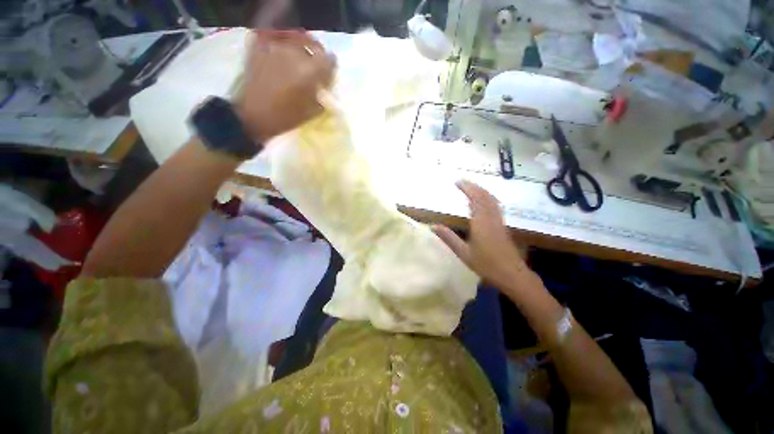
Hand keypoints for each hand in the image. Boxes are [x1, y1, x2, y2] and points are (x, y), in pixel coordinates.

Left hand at [237, 31, 335, 142]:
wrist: (253, 115)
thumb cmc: (285, 117)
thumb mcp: (312, 111)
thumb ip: (322, 95)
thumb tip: (324, 86)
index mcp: (309, 71)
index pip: (329, 59)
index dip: (330, 67)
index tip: (327, 74)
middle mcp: (294, 54)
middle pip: (312, 47)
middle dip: (315, 57)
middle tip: (312, 69)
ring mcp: (275, 47)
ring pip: (295, 41)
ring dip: (299, 51)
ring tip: (295, 63)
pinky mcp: (260, 46)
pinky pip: (276, 38)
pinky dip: (282, 44)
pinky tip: (281, 56)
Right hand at [433, 180, 534, 291]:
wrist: (513, 275)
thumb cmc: (486, 265)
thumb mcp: (463, 253)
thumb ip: (448, 238)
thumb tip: (433, 226)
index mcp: (480, 223)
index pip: (475, 199)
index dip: (467, 188)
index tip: (458, 182)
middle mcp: (491, 218)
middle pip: (485, 196)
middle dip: (474, 186)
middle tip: (463, 181)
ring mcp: (499, 222)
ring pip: (492, 200)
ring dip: (482, 191)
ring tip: (472, 187)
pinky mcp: (503, 226)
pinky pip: (496, 206)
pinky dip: (488, 199)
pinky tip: (485, 202)